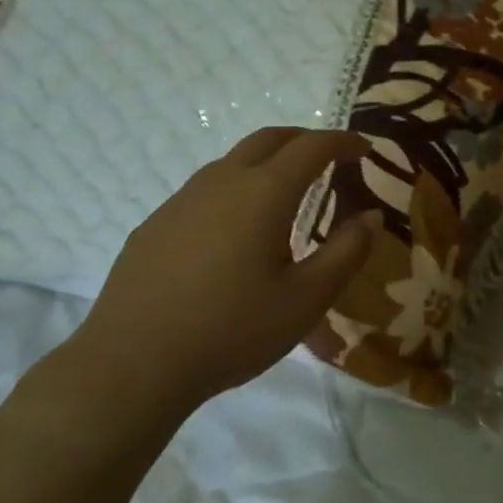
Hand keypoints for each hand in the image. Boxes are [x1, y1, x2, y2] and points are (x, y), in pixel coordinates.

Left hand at [67, 127, 377, 422]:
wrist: (132, 364)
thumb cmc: (231, 330)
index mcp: (264, 192)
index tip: (365, 149)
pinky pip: (205, 190)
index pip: (312, 146)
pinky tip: (234, 232)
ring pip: (233, 161)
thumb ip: (346, 253)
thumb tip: (370, 217)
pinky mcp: (156, 223)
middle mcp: (222, 181)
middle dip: (305, 140)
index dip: (342, 142)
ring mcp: (182, 199)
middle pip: (269, 139)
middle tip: (329, 158)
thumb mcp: (305, 300)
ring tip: (285, 195)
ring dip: (267, 163)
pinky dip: (235, 189)